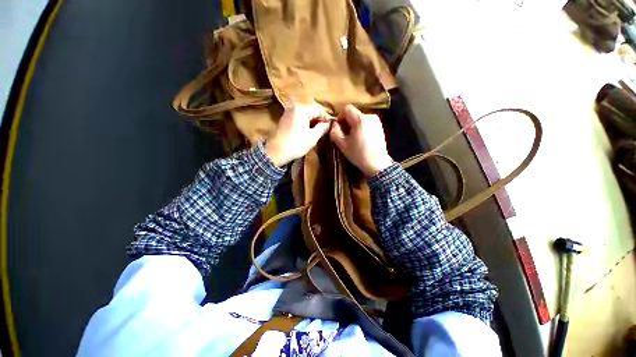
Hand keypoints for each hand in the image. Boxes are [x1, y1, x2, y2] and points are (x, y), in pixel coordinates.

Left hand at [265, 103, 330, 165]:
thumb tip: (328, 124)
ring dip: (312, 120)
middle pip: (311, 109)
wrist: (276, 152)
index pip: (319, 109)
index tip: (330, 126)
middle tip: (325, 128)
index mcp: (301, 109)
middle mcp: (294, 106)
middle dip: (319, 118)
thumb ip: (322, 128)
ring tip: (318, 130)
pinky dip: (304, 121)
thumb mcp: (313, 137)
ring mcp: (287, 112)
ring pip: (304, 113)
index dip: (326, 117)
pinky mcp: (284, 118)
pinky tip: (308, 130)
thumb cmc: (296, 144)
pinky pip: (298, 117)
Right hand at [330, 105, 392, 176]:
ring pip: (360, 118)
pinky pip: (367, 123)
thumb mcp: (343, 145)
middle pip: (354, 114)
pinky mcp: (380, 127)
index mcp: (360, 119)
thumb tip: (333, 125)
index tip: (338, 127)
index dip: (340, 117)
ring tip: (353, 138)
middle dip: (347, 122)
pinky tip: (361, 139)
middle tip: (344, 134)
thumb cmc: (359, 154)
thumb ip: (335, 132)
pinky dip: (362, 128)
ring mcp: (377, 122)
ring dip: (354, 125)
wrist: (377, 164)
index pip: (347, 109)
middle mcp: (370, 116)